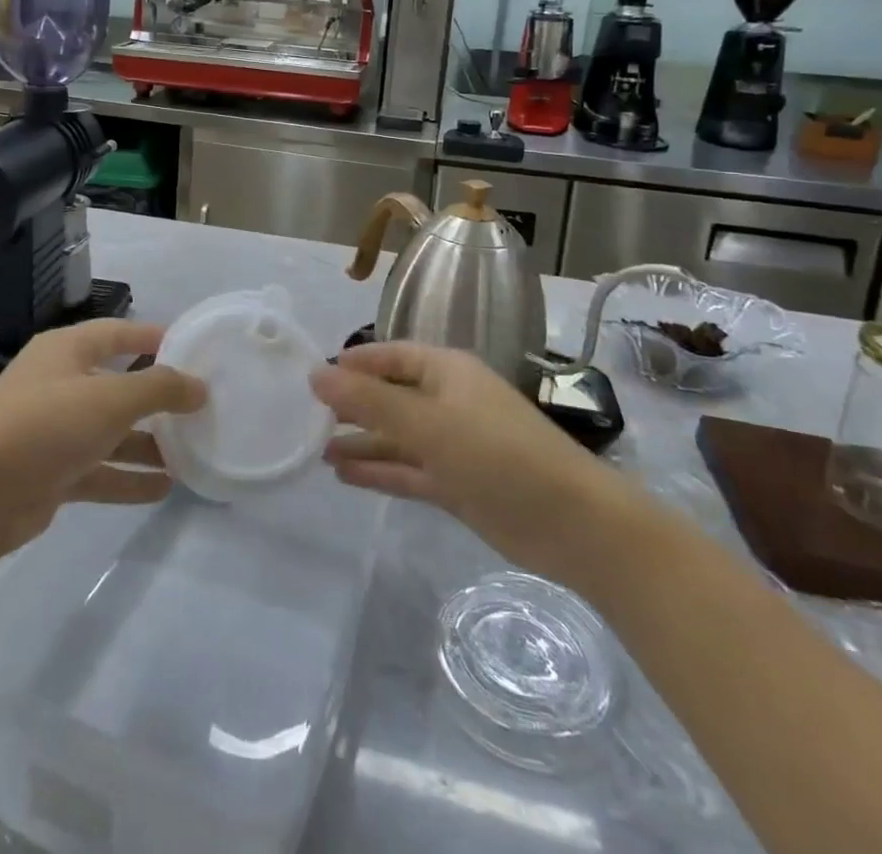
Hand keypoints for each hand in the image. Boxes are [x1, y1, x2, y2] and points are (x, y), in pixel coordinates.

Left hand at [0, 319, 205, 568]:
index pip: (118, 334)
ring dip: (148, 442)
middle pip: (118, 384)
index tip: (194, 349)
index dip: (153, 337)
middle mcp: (60, 385)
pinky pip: (100, 470)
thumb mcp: (109, 399)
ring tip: (193, 451)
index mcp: (66, 351)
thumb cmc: (43, 426)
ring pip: (112, 432)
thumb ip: (158, 389)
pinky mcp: (51, 474)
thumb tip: (199, 386)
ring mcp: (54, 432)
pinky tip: (164, 488)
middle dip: (157, 397)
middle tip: (202, 407)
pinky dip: (128, 477)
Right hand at [312, 341, 635, 583]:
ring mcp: (454, 445)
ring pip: (397, 437)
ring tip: (316, 451)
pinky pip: (408, 470)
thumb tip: (315, 374)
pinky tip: (344, 476)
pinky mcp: (458, 483)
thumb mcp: (428, 423)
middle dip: (353, 407)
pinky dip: (379, 471)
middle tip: (307, 418)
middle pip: (391, 397)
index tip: (315, 377)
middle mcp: (447, 402)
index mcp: (446, 372)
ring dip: (361, 442)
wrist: (574, 525)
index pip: (391, 356)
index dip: (354, 364)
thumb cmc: (498, 455)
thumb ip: (369, 401)